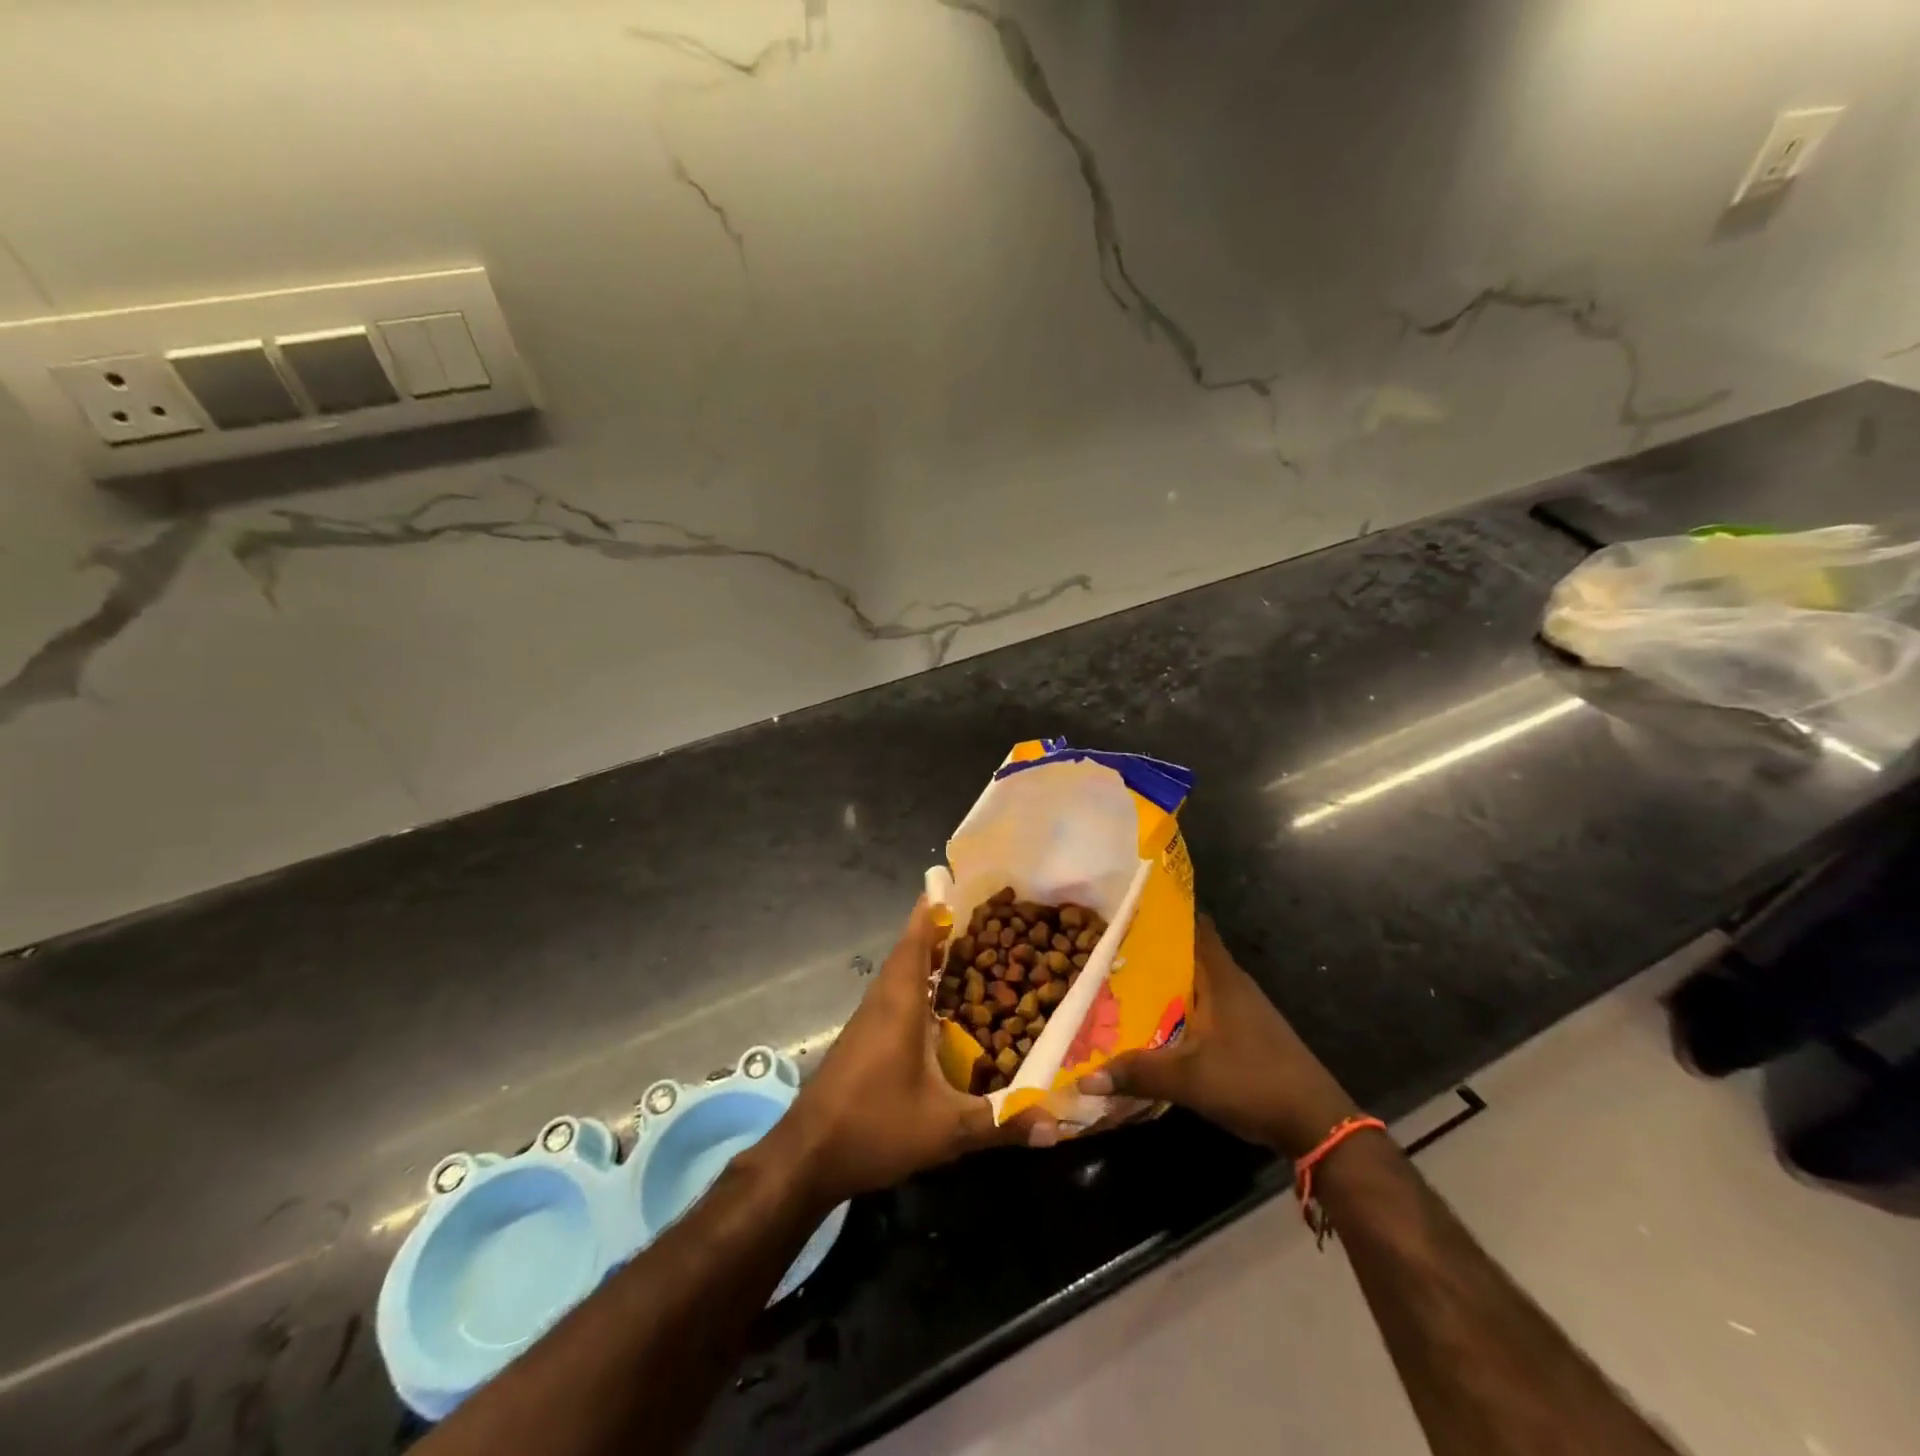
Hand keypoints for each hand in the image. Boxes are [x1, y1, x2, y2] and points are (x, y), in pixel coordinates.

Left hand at [762, 898, 1057, 1206]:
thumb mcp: (945, 1129)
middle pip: (909, 952)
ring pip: (899, 974)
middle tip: (978, 920)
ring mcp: (867, 1020)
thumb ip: (999, 1123)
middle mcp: (882, 1001)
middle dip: (938, 932)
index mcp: (900, 1003)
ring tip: (966, 953)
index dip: (932, 911)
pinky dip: (916, 986)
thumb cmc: (875, 1126)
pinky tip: (938, 1007)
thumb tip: (1055, 1126)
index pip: (915, 941)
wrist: (807, 1156)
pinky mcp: (861, 1040)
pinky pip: (893, 996)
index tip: (954, 885)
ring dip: (926, 958)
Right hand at [1078, 916, 1358, 1158]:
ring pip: (1197, 981)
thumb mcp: (1188, 1079)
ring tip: (1123, 982)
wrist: (1315, 1122)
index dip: (1165, 912)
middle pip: (1190, 952)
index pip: (1195, 924)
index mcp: (1220, 976)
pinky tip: (1157, 1022)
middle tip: (1111, 949)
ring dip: (1167, 981)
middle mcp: (1232, 983)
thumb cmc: (1251, 1081)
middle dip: (1153, 949)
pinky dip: (1181, 1006)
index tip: (1129, 908)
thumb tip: (1084, 1079)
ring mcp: (1243, 1008)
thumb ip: (1137, 1072)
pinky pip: (1206, 1005)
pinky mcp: (1247, 1031)